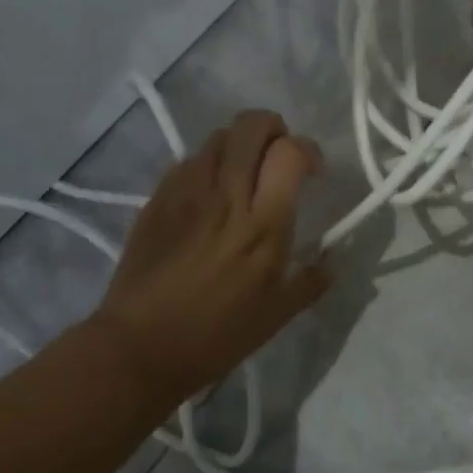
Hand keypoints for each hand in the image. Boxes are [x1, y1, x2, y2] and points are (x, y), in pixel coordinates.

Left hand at [96, 109, 330, 398]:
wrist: (139, 347)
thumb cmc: (215, 336)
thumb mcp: (275, 317)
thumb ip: (310, 282)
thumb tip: (332, 262)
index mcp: (263, 223)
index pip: (290, 151)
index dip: (307, 150)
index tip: (311, 171)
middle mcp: (227, 194)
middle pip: (251, 125)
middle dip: (272, 128)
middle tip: (276, 155)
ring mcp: (187, 191)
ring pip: (218, 136)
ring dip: (238, 144)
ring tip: (241, 172)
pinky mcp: (158, 197)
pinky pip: (188, 160)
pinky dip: (207, 164)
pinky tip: (207, 194)